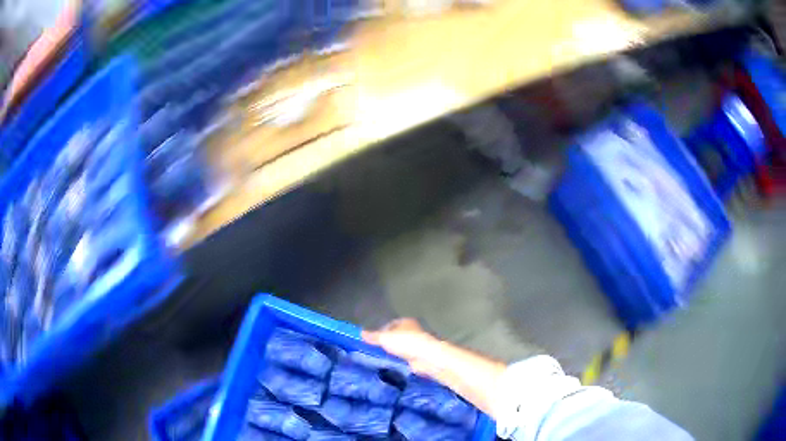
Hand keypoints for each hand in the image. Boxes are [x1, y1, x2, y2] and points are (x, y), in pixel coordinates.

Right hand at [362, 318, 440, 374]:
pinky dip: (399, 361)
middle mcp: (412, 331)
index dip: (381, 331)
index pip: (390, 324)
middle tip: (373, 351)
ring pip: (400, 349)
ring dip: (393, 354)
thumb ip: (373, 336)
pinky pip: (405, 358)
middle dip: (387, 344)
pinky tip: (391, 366)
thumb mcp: (384, 338)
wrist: (426, 357)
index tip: (371, 341)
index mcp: (405, 322)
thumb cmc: (406, 342)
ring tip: (380, 360)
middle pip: (396, 337)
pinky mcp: (419, 357)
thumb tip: (360, 333)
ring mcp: (416, 345)